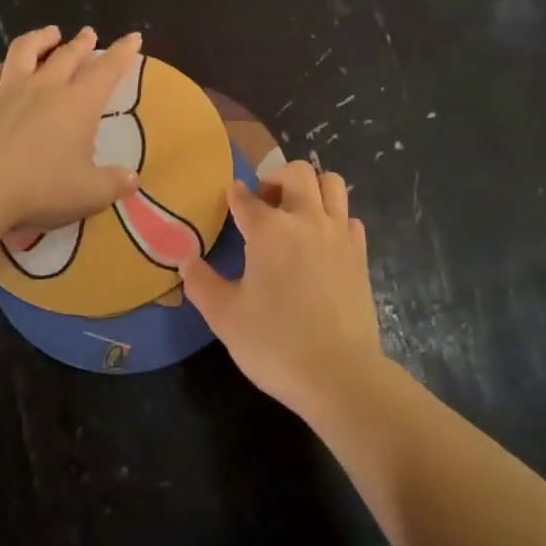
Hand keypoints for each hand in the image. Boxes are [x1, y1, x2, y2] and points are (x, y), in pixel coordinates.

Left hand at [0, 26, 142, 232]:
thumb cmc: (40, 188)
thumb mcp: (89, 193)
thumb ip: (113, 183)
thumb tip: (132, 179)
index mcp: (79, 103)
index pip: (107, 70)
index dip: (122, 52)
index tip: (133, 37)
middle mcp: (45, 88)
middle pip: (67, 54)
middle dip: (82, 42)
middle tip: (89, 34)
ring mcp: (7, 91)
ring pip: (25, 51)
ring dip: (40, 38)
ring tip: (50, 33)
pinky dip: (0, 66)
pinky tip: (2, 68)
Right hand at [179, 161, 387, 418]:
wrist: (339, 373)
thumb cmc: (275, 344)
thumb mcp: (225, 317)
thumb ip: (201, 283)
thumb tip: (186, 260)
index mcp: (269, 230)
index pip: (245, 198)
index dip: (234, 196)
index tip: (229, 199)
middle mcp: (306, 220)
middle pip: (296, 172)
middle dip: (275, 178)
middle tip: (264, 202)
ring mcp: (338, 234)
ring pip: (331, 184)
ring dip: (311, 188)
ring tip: (296, 212)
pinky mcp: (360, 254)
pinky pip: (349, 217)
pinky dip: (334, 218)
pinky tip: (322, 242)